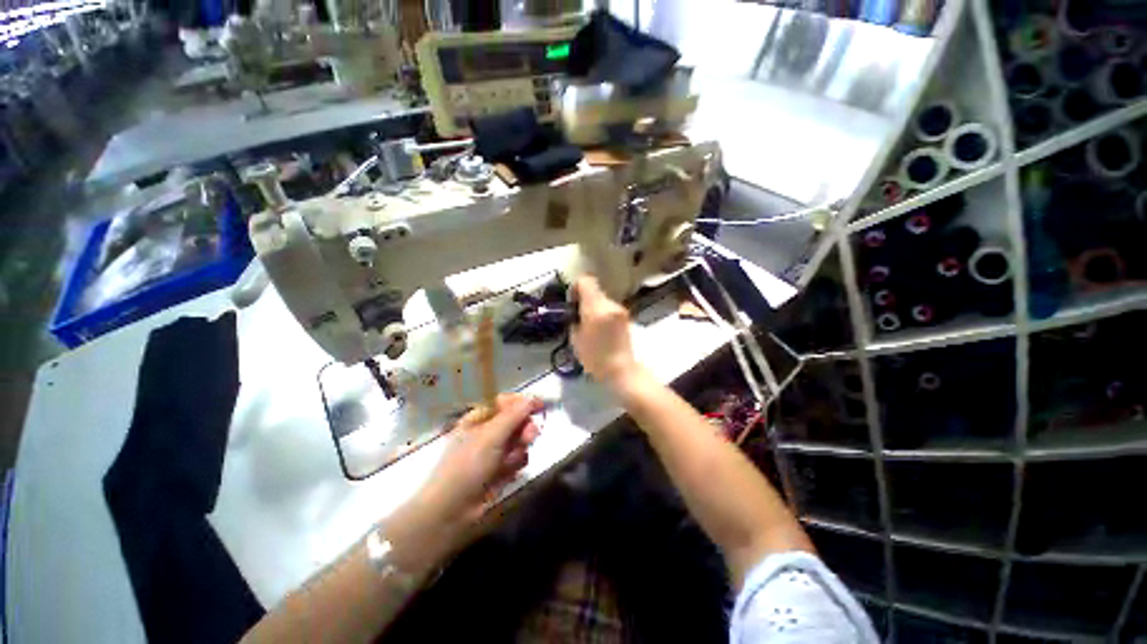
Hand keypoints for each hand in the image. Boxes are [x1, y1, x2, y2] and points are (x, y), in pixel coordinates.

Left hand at [419, 393, 542, 525]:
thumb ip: (514, 415)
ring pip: (520, 440)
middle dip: (524, 428)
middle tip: (529, 437)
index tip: (541, 405)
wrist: (452, 511)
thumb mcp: (490, 436)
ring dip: (519, 449)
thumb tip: (533, 397)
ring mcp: (494, 451)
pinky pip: (518, 459)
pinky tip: (507, 474)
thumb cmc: (467, 466)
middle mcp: (487, 431)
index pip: (506, 402)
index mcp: (479, 418)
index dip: (523, 402)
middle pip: (516, 420)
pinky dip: (515, 465)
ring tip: (510, 461)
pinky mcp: (500, 469)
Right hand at [570, 276, 639, 385]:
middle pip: (594, 290)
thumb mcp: (575, 339)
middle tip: (579, 317)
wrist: (621, 370)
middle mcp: (610, 304)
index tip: (573, 303)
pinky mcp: (626, 316)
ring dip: (594, 307)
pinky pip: (609, 308)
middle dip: (584, 300)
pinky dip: (603, 314)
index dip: (576, 288)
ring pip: (602, 300)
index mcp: (596, 308)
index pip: (586, 281)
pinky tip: (601, 330)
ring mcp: (620, 309)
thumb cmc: (595, 358)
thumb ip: (574, 319)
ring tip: (590, 326)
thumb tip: (575, 311)